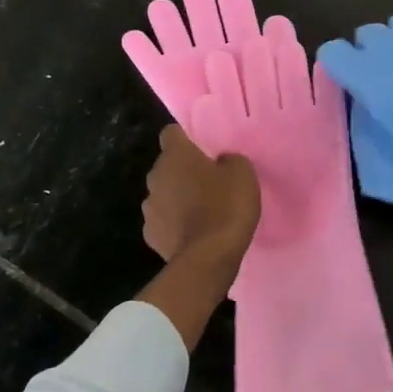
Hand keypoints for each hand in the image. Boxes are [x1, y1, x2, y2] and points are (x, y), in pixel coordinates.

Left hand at [136, 125, 259, 347]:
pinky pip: (164, 220)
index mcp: (175, 156)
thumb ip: (229, 159)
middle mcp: (155, 177)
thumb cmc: (226, 206)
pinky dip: (175, 223)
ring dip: (178, 197)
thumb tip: (220, 162)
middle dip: (184, 170)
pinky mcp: (151, 235)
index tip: (203, 147)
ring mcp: (149, 208)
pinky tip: (194, 232)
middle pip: (167, 165)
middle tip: (209, 180)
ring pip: (164, 193)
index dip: (187, 137)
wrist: (208, 259)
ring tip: (203, 209)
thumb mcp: (243, 173)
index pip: (171, 132)